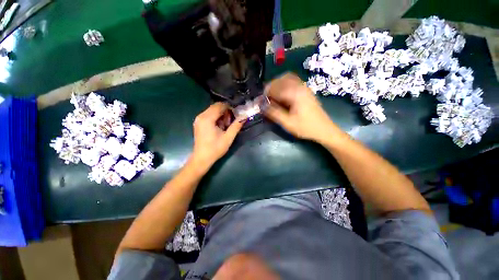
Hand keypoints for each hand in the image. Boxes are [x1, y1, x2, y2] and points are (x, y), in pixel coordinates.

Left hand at [191, 102, 243, 168]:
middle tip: (231, 122)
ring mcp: (198, 119)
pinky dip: (216, 118)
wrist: (202, 158)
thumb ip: (236, 125)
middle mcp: (201, 116)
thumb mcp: (228, 137)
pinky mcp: (198, 123)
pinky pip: (209, 115)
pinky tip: (220, 127)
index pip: (220, 106)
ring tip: (226, 125)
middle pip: (215, 107)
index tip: (236, 115)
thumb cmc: (215, 149)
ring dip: (221, 115)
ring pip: (212, 110)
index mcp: (207, 118)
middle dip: (225, 112)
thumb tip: (244, 116)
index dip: (229, 108)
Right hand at [264, 73, 339, 142]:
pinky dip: (284, 84)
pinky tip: (282, 94)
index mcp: (295, 93)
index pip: (275, 88)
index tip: (260, 101)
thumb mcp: (288, 123)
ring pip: (287, 78)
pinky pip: (293, 81)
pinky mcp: (306, 90)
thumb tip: (261, 105)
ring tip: (272, 95)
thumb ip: (273, 113)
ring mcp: (304, 87)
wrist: (324, 129)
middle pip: (281, 79)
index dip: (266, 94)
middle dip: (270, 87)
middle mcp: (300, 86)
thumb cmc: (306, 127)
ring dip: (277, 84)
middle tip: (265, 98)